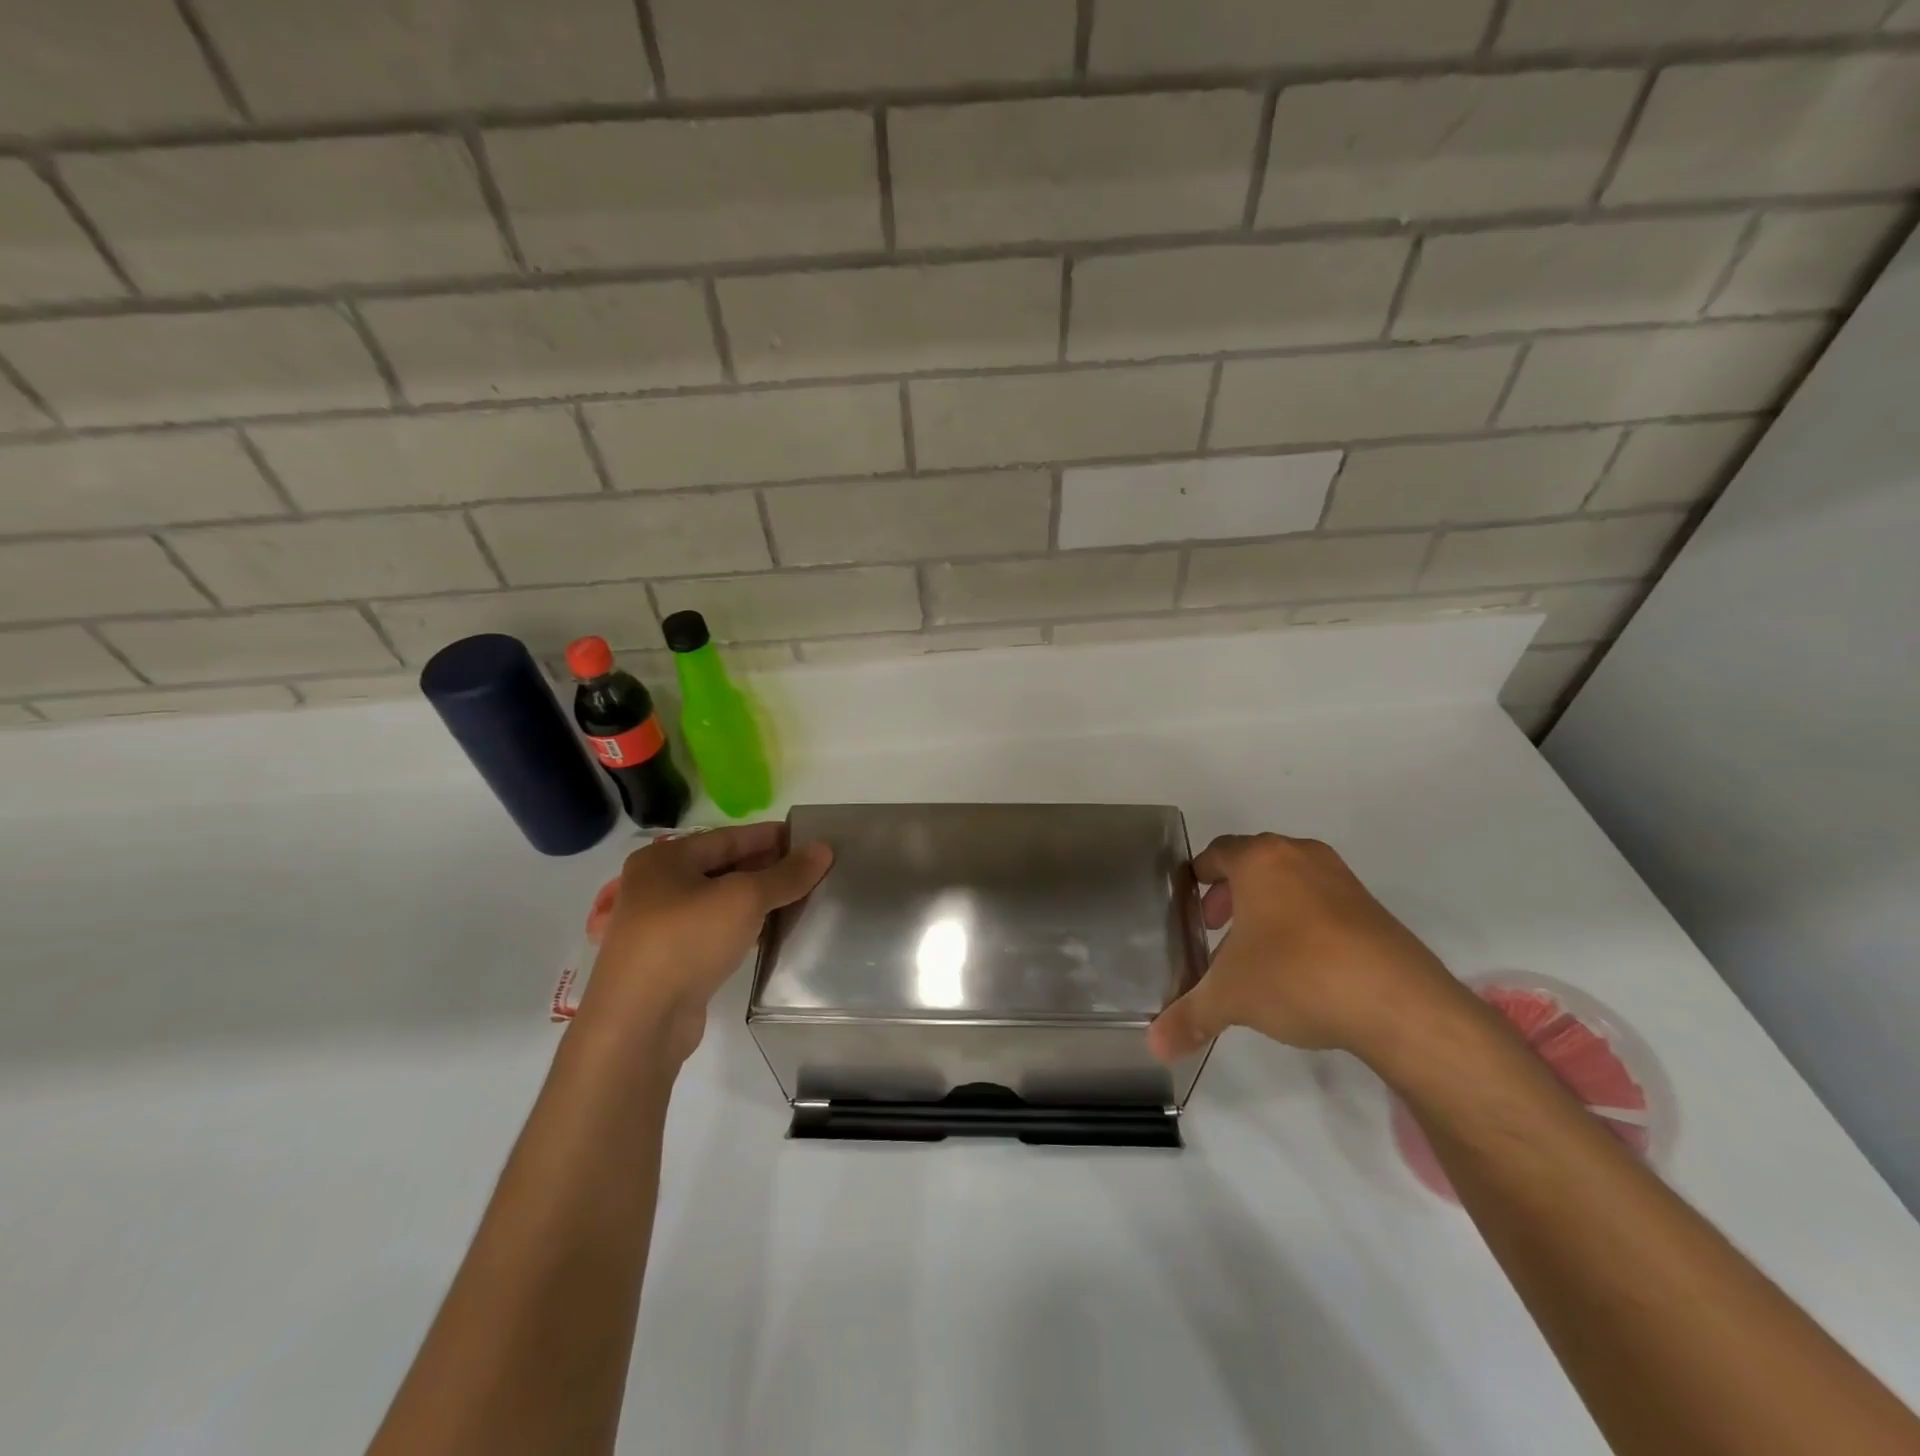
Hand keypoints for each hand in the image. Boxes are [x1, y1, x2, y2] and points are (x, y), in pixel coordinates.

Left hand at [574, 823, 832, 1064]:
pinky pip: (716, 932)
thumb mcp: (744, 899)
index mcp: (665, 859)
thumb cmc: (687, 941)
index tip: (810, 839)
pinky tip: (774, 932)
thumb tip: (824, 849)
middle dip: (768, 868)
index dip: (771, 836)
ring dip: (758, 900)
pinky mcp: (670, 961)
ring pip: (721, 902)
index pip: (729, 837)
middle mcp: (657, 886)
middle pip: (724, 867)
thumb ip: (786, 874)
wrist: (638, 1024)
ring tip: (802, 899)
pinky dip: (744, 928)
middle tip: (813, 870)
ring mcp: (660, 926)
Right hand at [1147, 833, 1467, 1062]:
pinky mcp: (1372, 908)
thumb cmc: (1296, 976)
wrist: (1397, 1003)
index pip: (1217, 852)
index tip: (1189, 904)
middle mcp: (1300, 856)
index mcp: (1260, 861)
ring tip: (1256, 950)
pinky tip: (1300, 965)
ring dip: (1267, 907)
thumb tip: (1155, 1048)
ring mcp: (1341, 879)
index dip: (1198, 875)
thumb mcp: (1230, 998)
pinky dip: (1302, 921)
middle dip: (1230, 894)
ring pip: (1290, 881)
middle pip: (1253, 863)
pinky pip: (1322, 902)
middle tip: (1215, 928)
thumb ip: (1189, 1016)